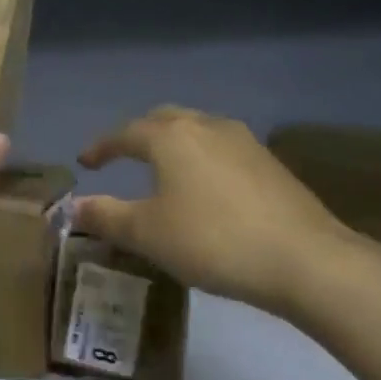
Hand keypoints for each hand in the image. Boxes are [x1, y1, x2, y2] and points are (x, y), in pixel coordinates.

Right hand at [75, 106, 358, 319]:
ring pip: (197, 129)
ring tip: (164, 169)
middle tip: (123, 156)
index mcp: (170, 137)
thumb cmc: (212, 240)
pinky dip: (202, 158)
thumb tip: (74, 206)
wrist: (306, 260)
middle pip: (163, 119)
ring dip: (174, 143)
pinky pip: (222, 148)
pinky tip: (206, 187)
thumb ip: (106, 216)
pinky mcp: (271, 163)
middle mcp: (206, 127)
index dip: (101, 147)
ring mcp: (244, 142)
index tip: (85, 162)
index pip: (124, 133)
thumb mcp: (148, 234)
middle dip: (138, 134)